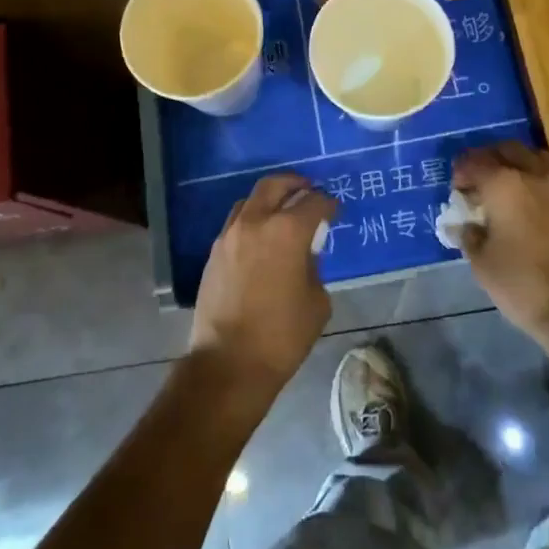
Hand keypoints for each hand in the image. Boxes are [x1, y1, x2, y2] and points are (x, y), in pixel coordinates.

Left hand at [189, 172, 335, 406]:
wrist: (228, 363)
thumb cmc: (282, 336)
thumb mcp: (316, 301)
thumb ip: (313, 267)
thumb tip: (304, 255)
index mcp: (287, 231)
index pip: (314, 202)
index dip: (328, 203)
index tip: (335, 210)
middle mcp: (255, 222)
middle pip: (275, 184)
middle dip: (295, 184)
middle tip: (308, 191)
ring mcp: (230, 235)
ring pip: (251, 200)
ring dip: (270, 200)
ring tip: (283, 214)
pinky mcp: (214, 252)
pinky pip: (236, 223)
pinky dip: (252, 220)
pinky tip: (262, 239)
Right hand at [452, 142, 548, 339]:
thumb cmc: (522, 283)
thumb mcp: (482, 263)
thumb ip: (469, 236)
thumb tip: (466, 225)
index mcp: (503, 184)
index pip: (475, 162)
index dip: (462, 171)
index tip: (456, 187)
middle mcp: (534, 174)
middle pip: (508, 149)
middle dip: (490, 158)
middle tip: (479, 180)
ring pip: (535, 157)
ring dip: (518, 163)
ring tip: (508, 186)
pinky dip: (539, 180)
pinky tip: (532, 203)